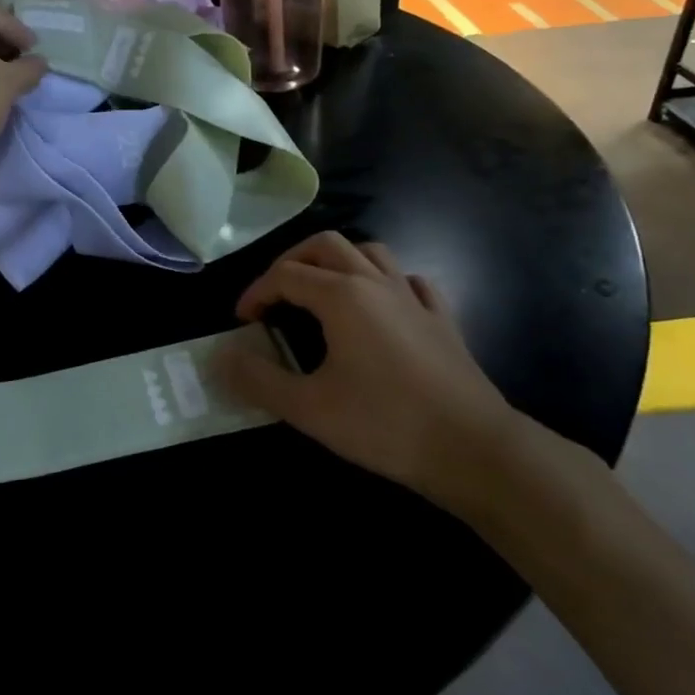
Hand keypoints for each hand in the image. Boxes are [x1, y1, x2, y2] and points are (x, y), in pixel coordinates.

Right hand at [214, 233, 521, 516]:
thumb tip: (221, 358)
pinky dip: (386, 281)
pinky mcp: (441, 318)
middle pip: (325, 245)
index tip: (243, 320)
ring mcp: (413, 297)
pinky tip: (382, 305)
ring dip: (338, 261)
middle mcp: (375, 282)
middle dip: (292, 261)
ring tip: (322, 290)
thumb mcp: (309, 409)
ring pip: (370, 252)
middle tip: (275, 293)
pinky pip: (409, 281)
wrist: (473, 449)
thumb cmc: (385, 424)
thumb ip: (259, 380)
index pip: (285, 275)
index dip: (256, 292)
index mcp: (341, 295)